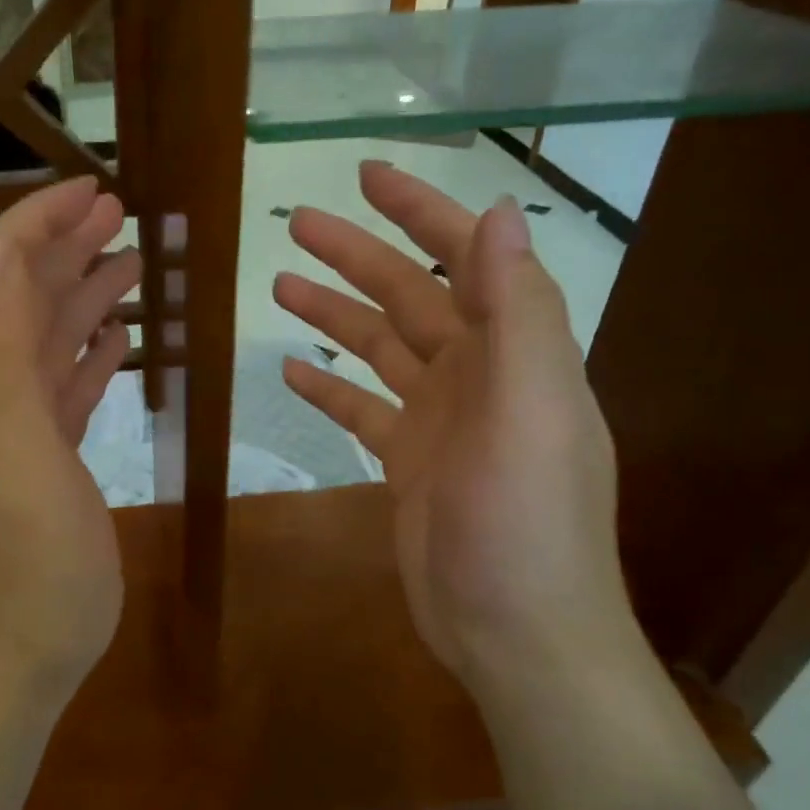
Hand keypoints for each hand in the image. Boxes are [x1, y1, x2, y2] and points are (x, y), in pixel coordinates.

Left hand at [0, 177, 142, 699]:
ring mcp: (24, 429)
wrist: (9, 654)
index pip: (0, 268)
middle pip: (27, 296)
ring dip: (85, 295)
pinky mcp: (52, 465)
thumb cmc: (20, 549)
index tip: (97, 190)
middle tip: (120, 213)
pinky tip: (117, 341)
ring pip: (53, 340)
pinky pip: (69, 390)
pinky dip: (91, 355)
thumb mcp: (5, 434)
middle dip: (67, 246)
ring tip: (129, 262)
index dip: (40, 221)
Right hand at [273, 161, 637, 695]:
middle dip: (357, 254)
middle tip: (296, 223)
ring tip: (279, 284)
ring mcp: (441, 420)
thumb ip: (518, 312)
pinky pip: (362, 409)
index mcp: (514, 352)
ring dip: (335, 313)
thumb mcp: (531, 412)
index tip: (367, 177)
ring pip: (379, 348)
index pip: (468, 258)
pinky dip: (331, 386)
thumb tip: (500, 213)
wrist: (514, 633)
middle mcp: (479, 375)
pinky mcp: (409, 462)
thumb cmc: (525, 523)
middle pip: (410, 296)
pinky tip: (294, 370)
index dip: (423, 211)